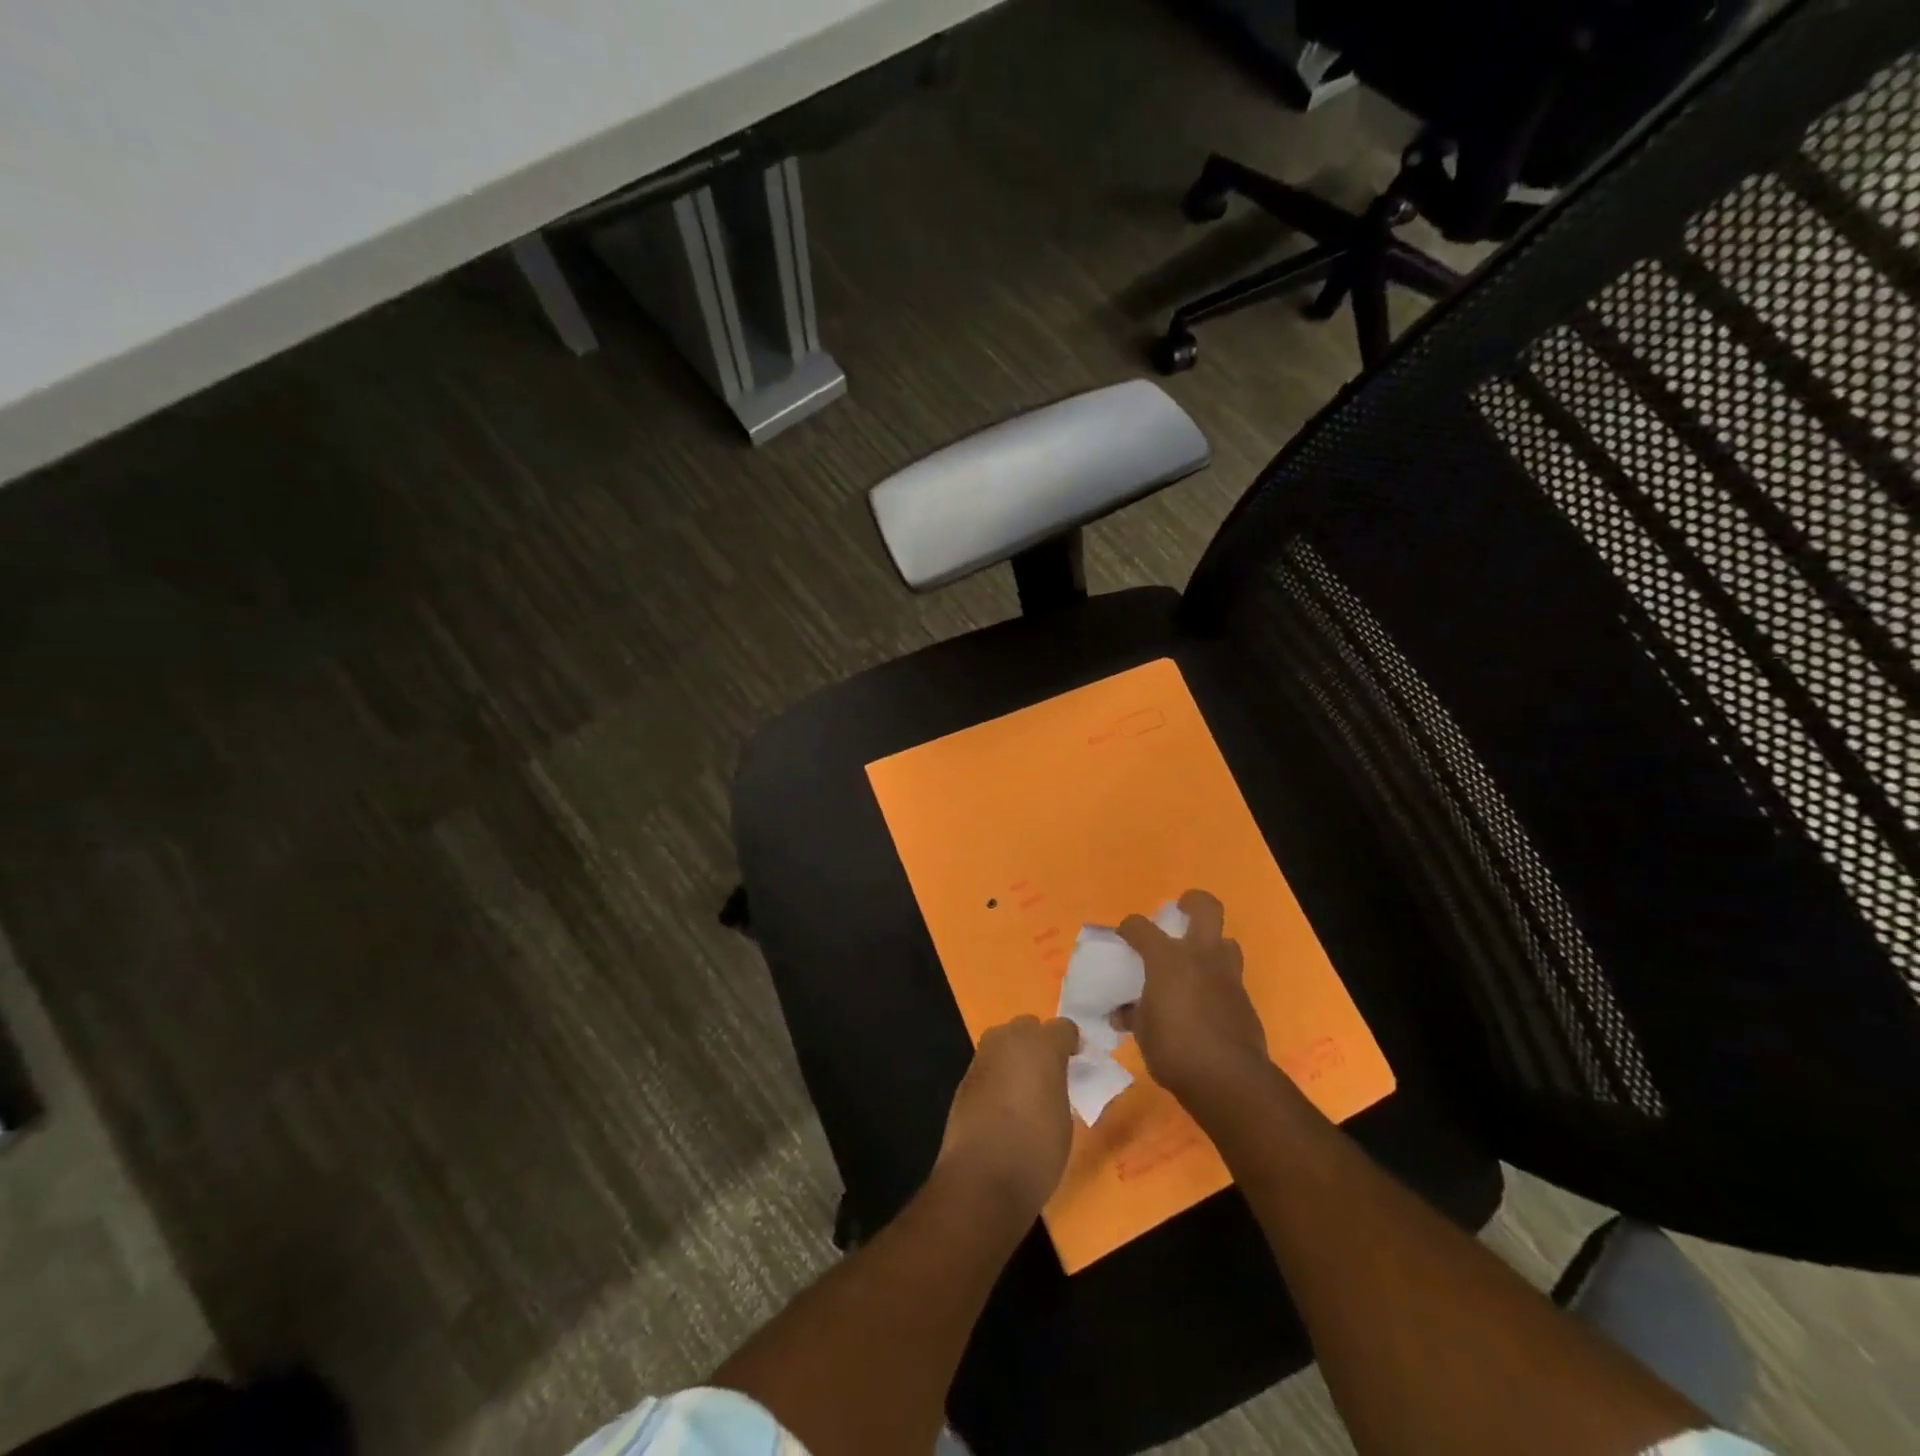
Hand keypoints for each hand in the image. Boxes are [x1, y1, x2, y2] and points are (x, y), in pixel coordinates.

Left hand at [936, 1015, 1079, 1217]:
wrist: (982, 1177)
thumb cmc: (1037, 1150)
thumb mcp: (1064, 1117)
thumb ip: (1058, 1086)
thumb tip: (1050, 1082)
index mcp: (1042, 1046)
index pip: (1063, 1028)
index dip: (1071, 1044)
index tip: (1076, 1063)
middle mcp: (1010, 1040)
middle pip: (1027, 1026)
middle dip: (1038, 1043)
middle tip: (1048, 1073)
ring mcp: (983, 1057)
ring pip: (1003, 1041)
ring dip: (1014, 1056)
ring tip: (1024, 1088)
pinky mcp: (965, 1077)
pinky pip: (988, 1065)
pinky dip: (997, 1075)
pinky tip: (1001, 1104)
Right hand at [1116, 890, 1272, 1118]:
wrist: (1229, 1081)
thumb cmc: (1175, 1050)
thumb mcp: (1142, 1032)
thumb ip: (1133, 1014)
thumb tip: (1122, 1013)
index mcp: (1167, 959)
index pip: (1141, 927)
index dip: (1129, 928)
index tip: (1123, 935)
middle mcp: (1201, 957)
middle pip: (1206, 908)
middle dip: (1193, 902)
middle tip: (1180, 910)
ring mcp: (1228, 977)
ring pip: (1226, 942)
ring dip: (1212, 945)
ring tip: (1196, 961)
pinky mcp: (1245, 1001)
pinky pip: (1230, 979)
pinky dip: (1216, 982)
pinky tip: (1204, 1003)